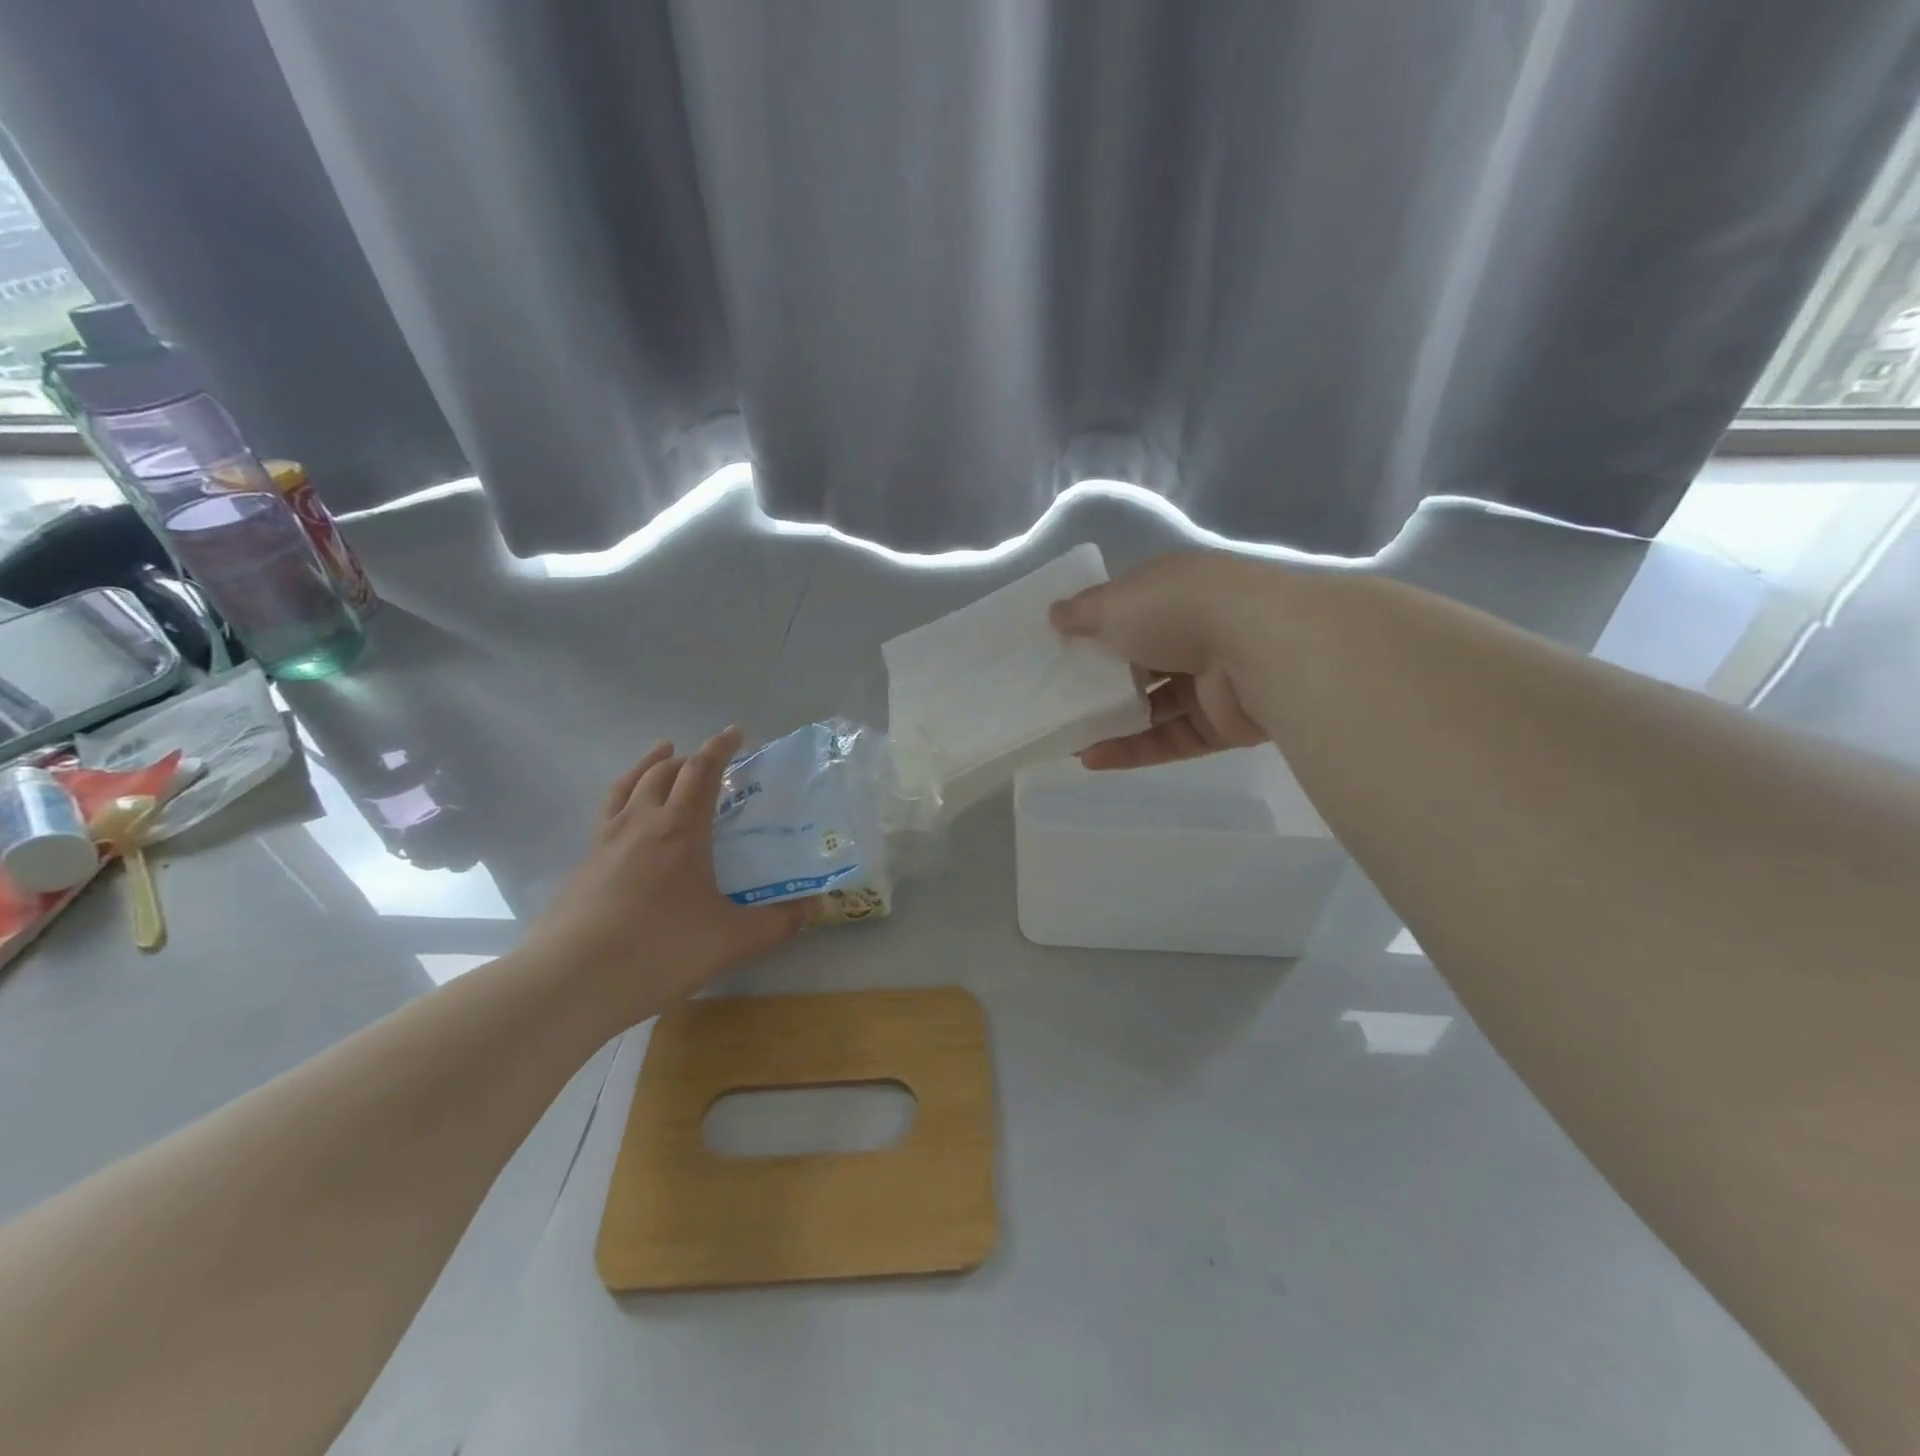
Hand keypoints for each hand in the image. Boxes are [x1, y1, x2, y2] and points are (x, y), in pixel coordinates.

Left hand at [521, 729, 811, 1024]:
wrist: (571, 981)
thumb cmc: (661, 950)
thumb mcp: (733, 940)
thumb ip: (779, 922)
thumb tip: (818, 907)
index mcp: (680, 829)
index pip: (702, 771)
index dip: (720, 748)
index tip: (735, 732)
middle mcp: (641, 823)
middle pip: (662, 772)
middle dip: (688, 757)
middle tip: (707, 758)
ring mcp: (606, 842)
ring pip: (628, 785)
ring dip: (648, 765)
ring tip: (661, 755)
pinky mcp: (583, 865)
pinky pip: (608, 812)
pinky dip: (625, 797)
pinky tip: (629, 818)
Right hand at [1050, 551, 1271, 769]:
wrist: (1261, 648)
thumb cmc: (1177, 610)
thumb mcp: (1115, 602)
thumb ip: (1082, 612)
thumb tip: (1054, 615)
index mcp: (1174, 592)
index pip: (1128, 610)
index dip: (1094, 629)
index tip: (1059, 650)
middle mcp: (1195, 632)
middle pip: (1140, 661)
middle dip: (1101, 681)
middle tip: (1058, 700)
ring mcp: (1211, 681)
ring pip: (1154, 706)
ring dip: (1111, 722)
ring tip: (1066, 737)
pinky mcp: (1221, 725)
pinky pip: (1170, 739)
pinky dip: (1132, 749)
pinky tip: (1091, 758)